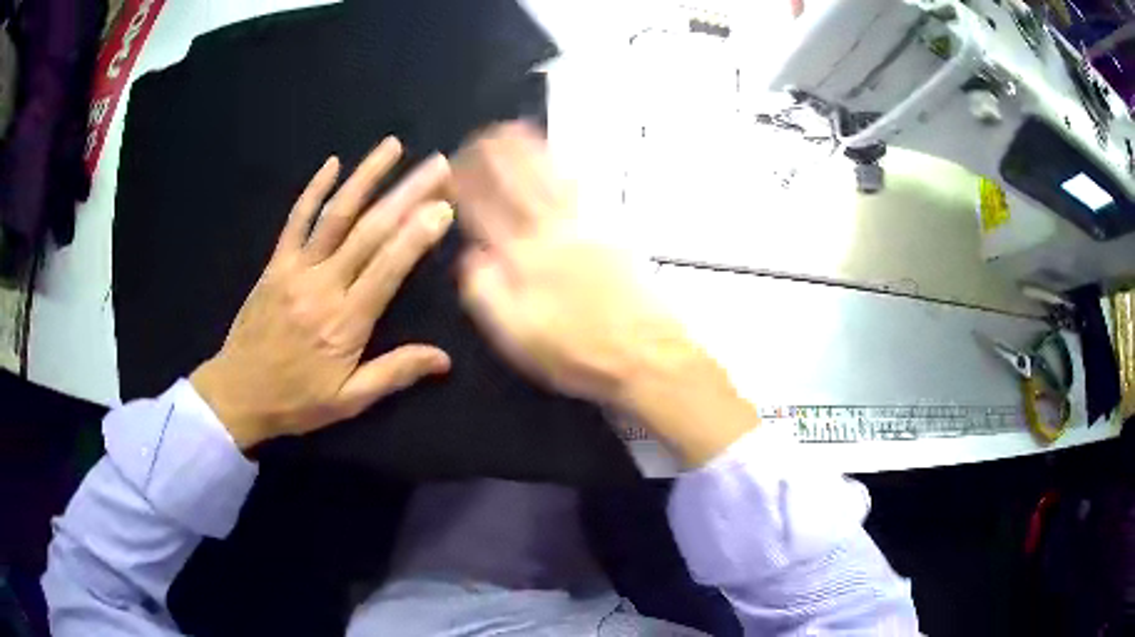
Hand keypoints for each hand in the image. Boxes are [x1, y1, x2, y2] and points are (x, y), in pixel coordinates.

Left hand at [191, 138, 453, 449]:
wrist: (238, 395)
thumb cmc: (296, 400)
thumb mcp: (349, 400)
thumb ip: (395, 373)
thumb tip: (444, 359)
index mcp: (346, 322)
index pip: (389, 267)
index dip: (419, 234)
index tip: (445, 206)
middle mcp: (323, 286)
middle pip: (371, 231)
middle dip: (408, 194)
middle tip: (438, 165)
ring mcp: (296, 269)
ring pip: (336, 215)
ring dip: (366, 177)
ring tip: (392, 147)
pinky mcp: (275, 264)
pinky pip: (295, 220)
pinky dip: (314, 190)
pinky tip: (332, 164)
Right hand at [452, 123, 755, 464]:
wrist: (646, 351)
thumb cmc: (577, 351)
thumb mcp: (516, 335)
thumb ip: (485, 291)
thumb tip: (470, 256)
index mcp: (524, 257)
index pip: (486, 209)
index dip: (466, 185)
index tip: (452, 166)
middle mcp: (553, 231)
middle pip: (519, 182)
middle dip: (496, 155)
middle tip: (480, 135)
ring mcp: (586, 227)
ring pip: (551, 177)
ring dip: (529, 150)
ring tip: (513, 130)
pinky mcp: (612, 232)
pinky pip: (581, 190)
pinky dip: (565, 168)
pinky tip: (563, 162)